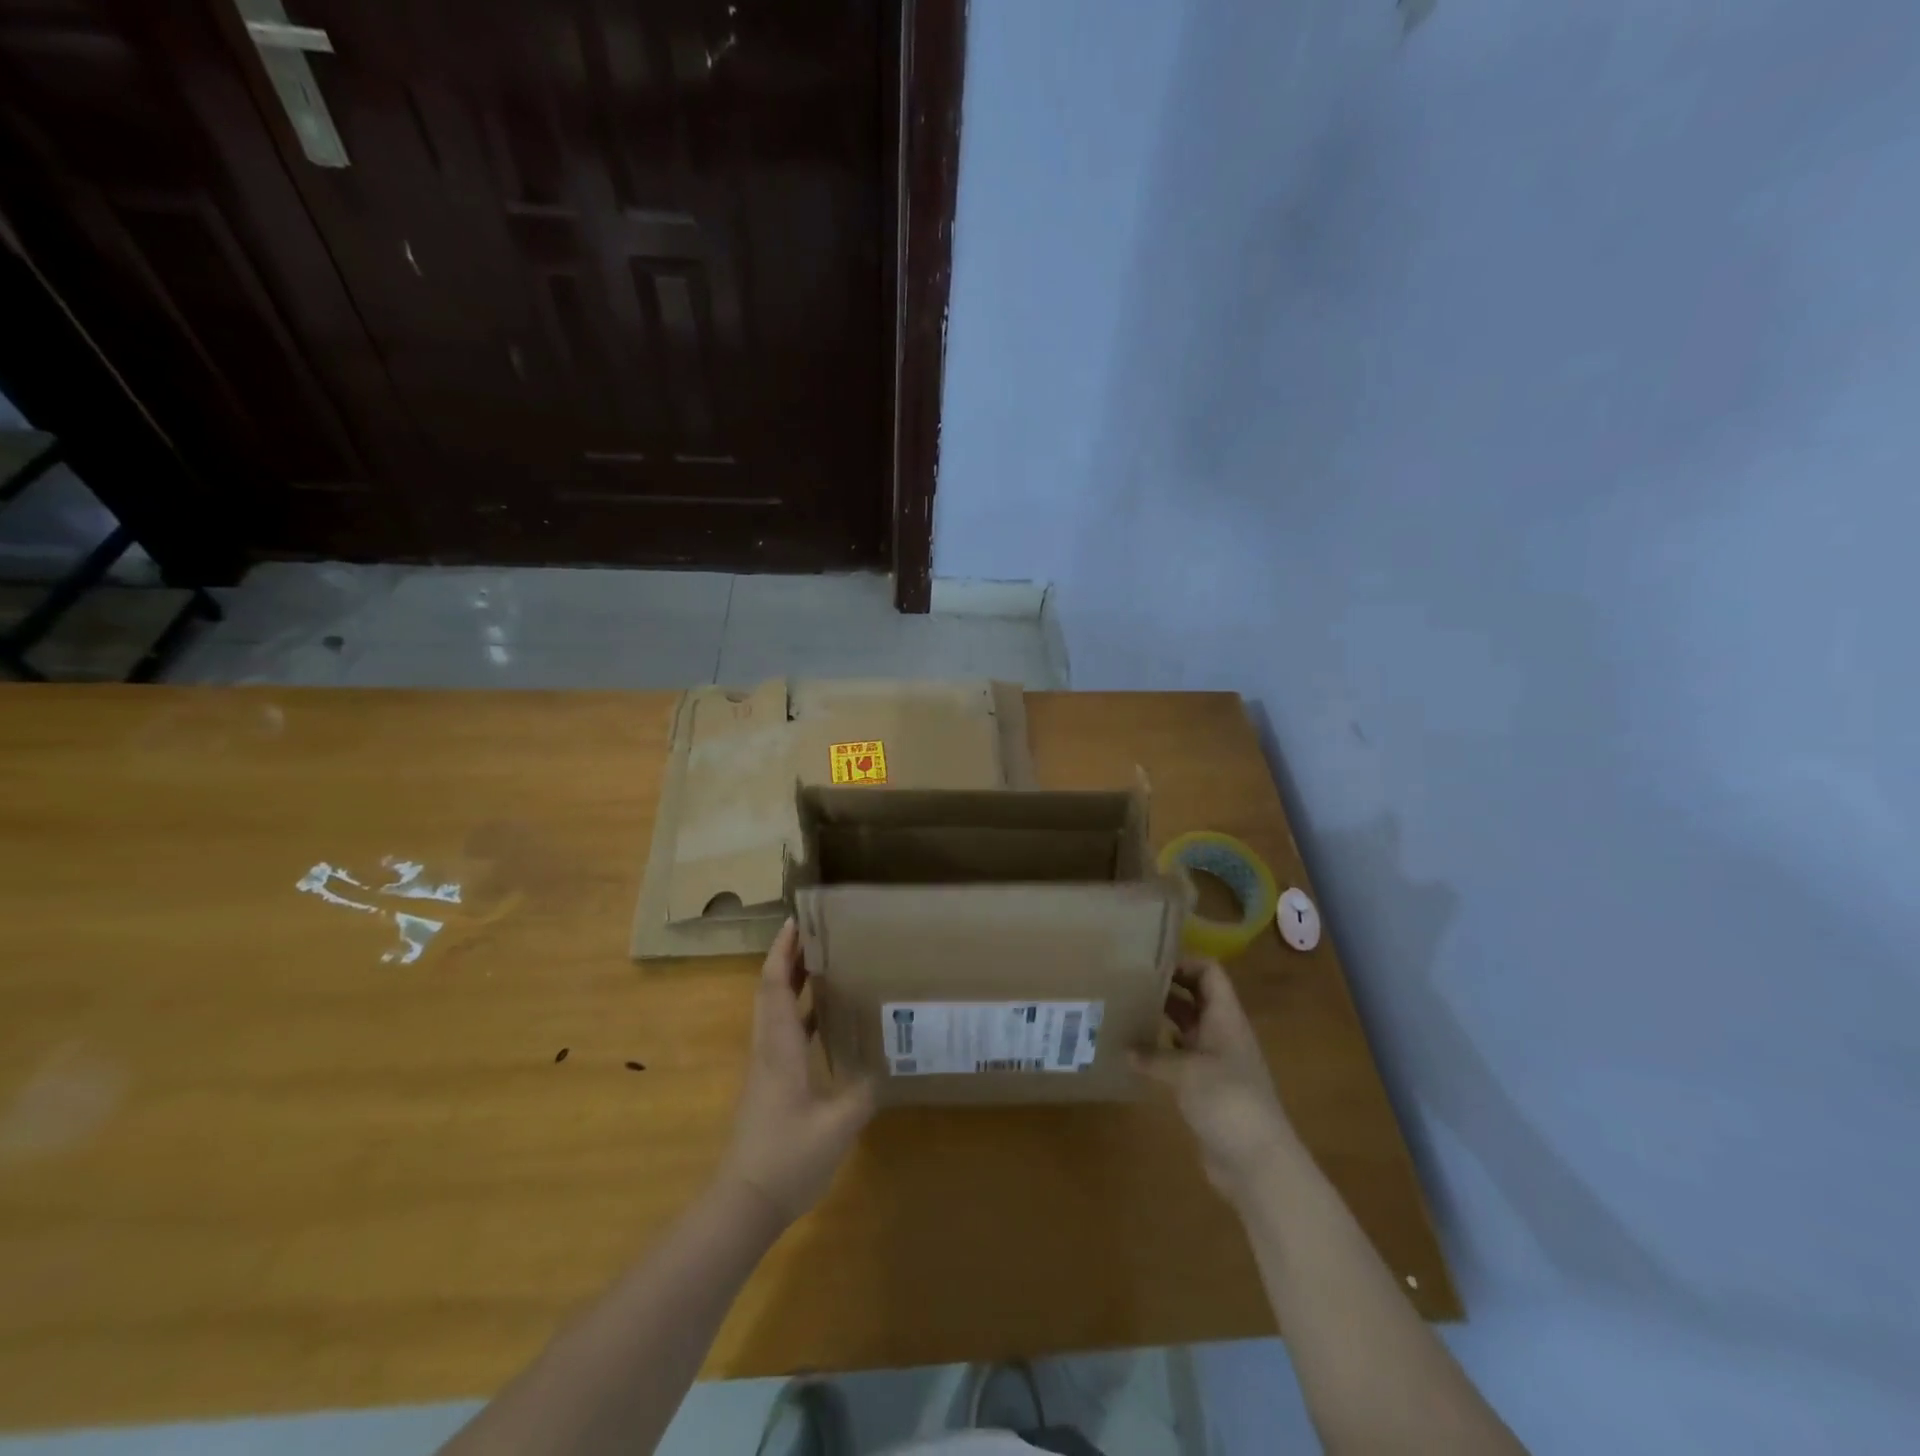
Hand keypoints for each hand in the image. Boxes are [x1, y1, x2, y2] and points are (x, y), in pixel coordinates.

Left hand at [718, 919, 874, 1225]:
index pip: (776, 986)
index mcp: (780, 1048)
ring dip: (793, 983)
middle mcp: (769, 1049)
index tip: (796, 921)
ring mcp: (767, 1068)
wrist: (744, 1203)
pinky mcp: (771, 1084)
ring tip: (824, 962)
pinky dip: (800, 1013)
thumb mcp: (838, 1124)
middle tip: (817, 932)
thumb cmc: (788, 1157)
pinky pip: (783, 1033)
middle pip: (772, 991)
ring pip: (775, 1011)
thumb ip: (864, 1089)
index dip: (783, 952)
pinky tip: (825, 1019)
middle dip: (790, 958)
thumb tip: (889, 1061)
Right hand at [1136, 959, 1301, 1201]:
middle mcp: (1221, 1033)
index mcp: (1225, 1018)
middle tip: (1127, 983)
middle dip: (1165, 987)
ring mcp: (1215, 1062)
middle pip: (1195, 997)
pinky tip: (1135, 1053)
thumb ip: (1154, 1055)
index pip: (1209, 973)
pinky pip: (1180, 1057)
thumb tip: (1126, 1049)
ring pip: (1186, 1027)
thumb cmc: (1227, 1101)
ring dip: (1160, 1018)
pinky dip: (1160, 1051)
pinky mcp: (1206, 1088)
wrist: (1257, 1162)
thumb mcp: (1186, 1071)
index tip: (1148, 963)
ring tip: (1125, 1011)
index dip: (1183, 962)